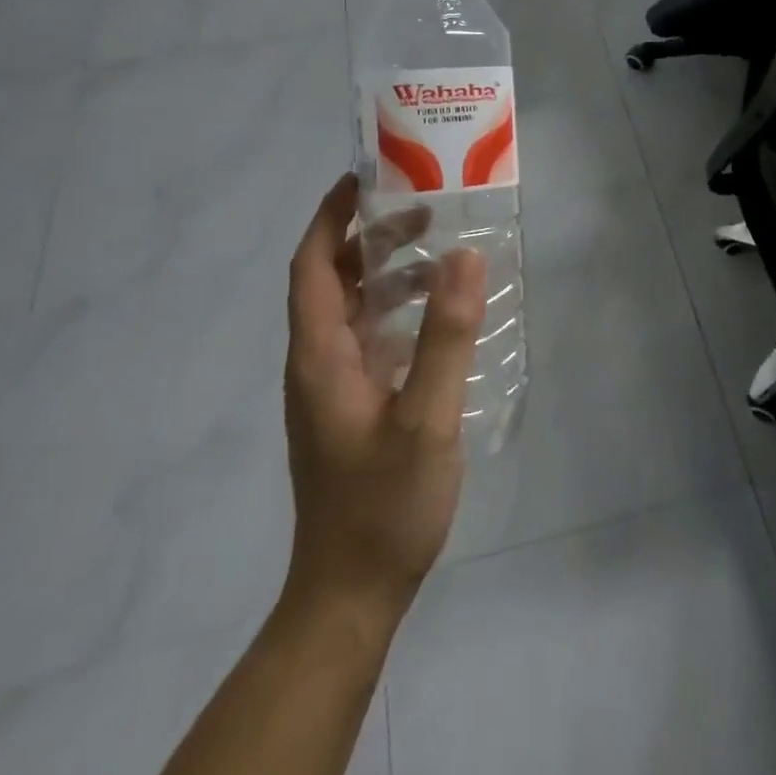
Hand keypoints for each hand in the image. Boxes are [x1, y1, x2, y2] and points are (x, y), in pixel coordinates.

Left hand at [282, 174, 486, 620]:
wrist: (350, 595)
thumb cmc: (383, 506)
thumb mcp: (425, 419)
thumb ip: (446, 337)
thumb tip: (464, 258)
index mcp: (321, 355)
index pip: (311, 265)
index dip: (330, 217)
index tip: (365, 179)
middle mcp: (318, 362)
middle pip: (331, 280)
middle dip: (368, 237)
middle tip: (422, 210)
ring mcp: (333, 387)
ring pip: (353, 309)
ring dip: (386, 274)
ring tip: (439, 254)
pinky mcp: (351, 407)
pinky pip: (370, 339)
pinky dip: (397, 313)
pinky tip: (438, 318)